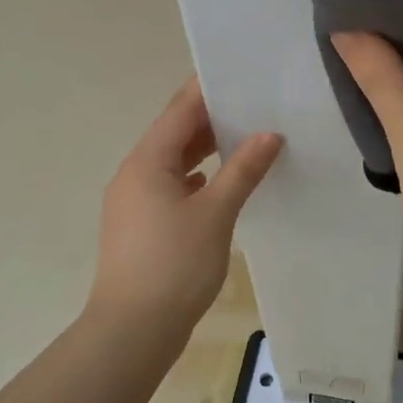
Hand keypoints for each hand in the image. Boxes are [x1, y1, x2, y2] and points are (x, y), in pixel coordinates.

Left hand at [86, 78, 283, 344]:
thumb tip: (269, 134)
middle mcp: (135, 173)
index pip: (180, 110)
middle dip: (212, 118)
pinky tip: (221, 182)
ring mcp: (134, 200)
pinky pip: (171, 186)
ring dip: (205, 149)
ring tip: (246, 137)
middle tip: (255, 104)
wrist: (132, 330)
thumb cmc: (174, 265)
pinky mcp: (141, 224)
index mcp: (147, 161)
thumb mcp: (216, 213)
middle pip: (175, 133)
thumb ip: (243, 170)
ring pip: (173, 161)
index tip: (241, 72)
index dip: (209, 89)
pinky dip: (197, 177)